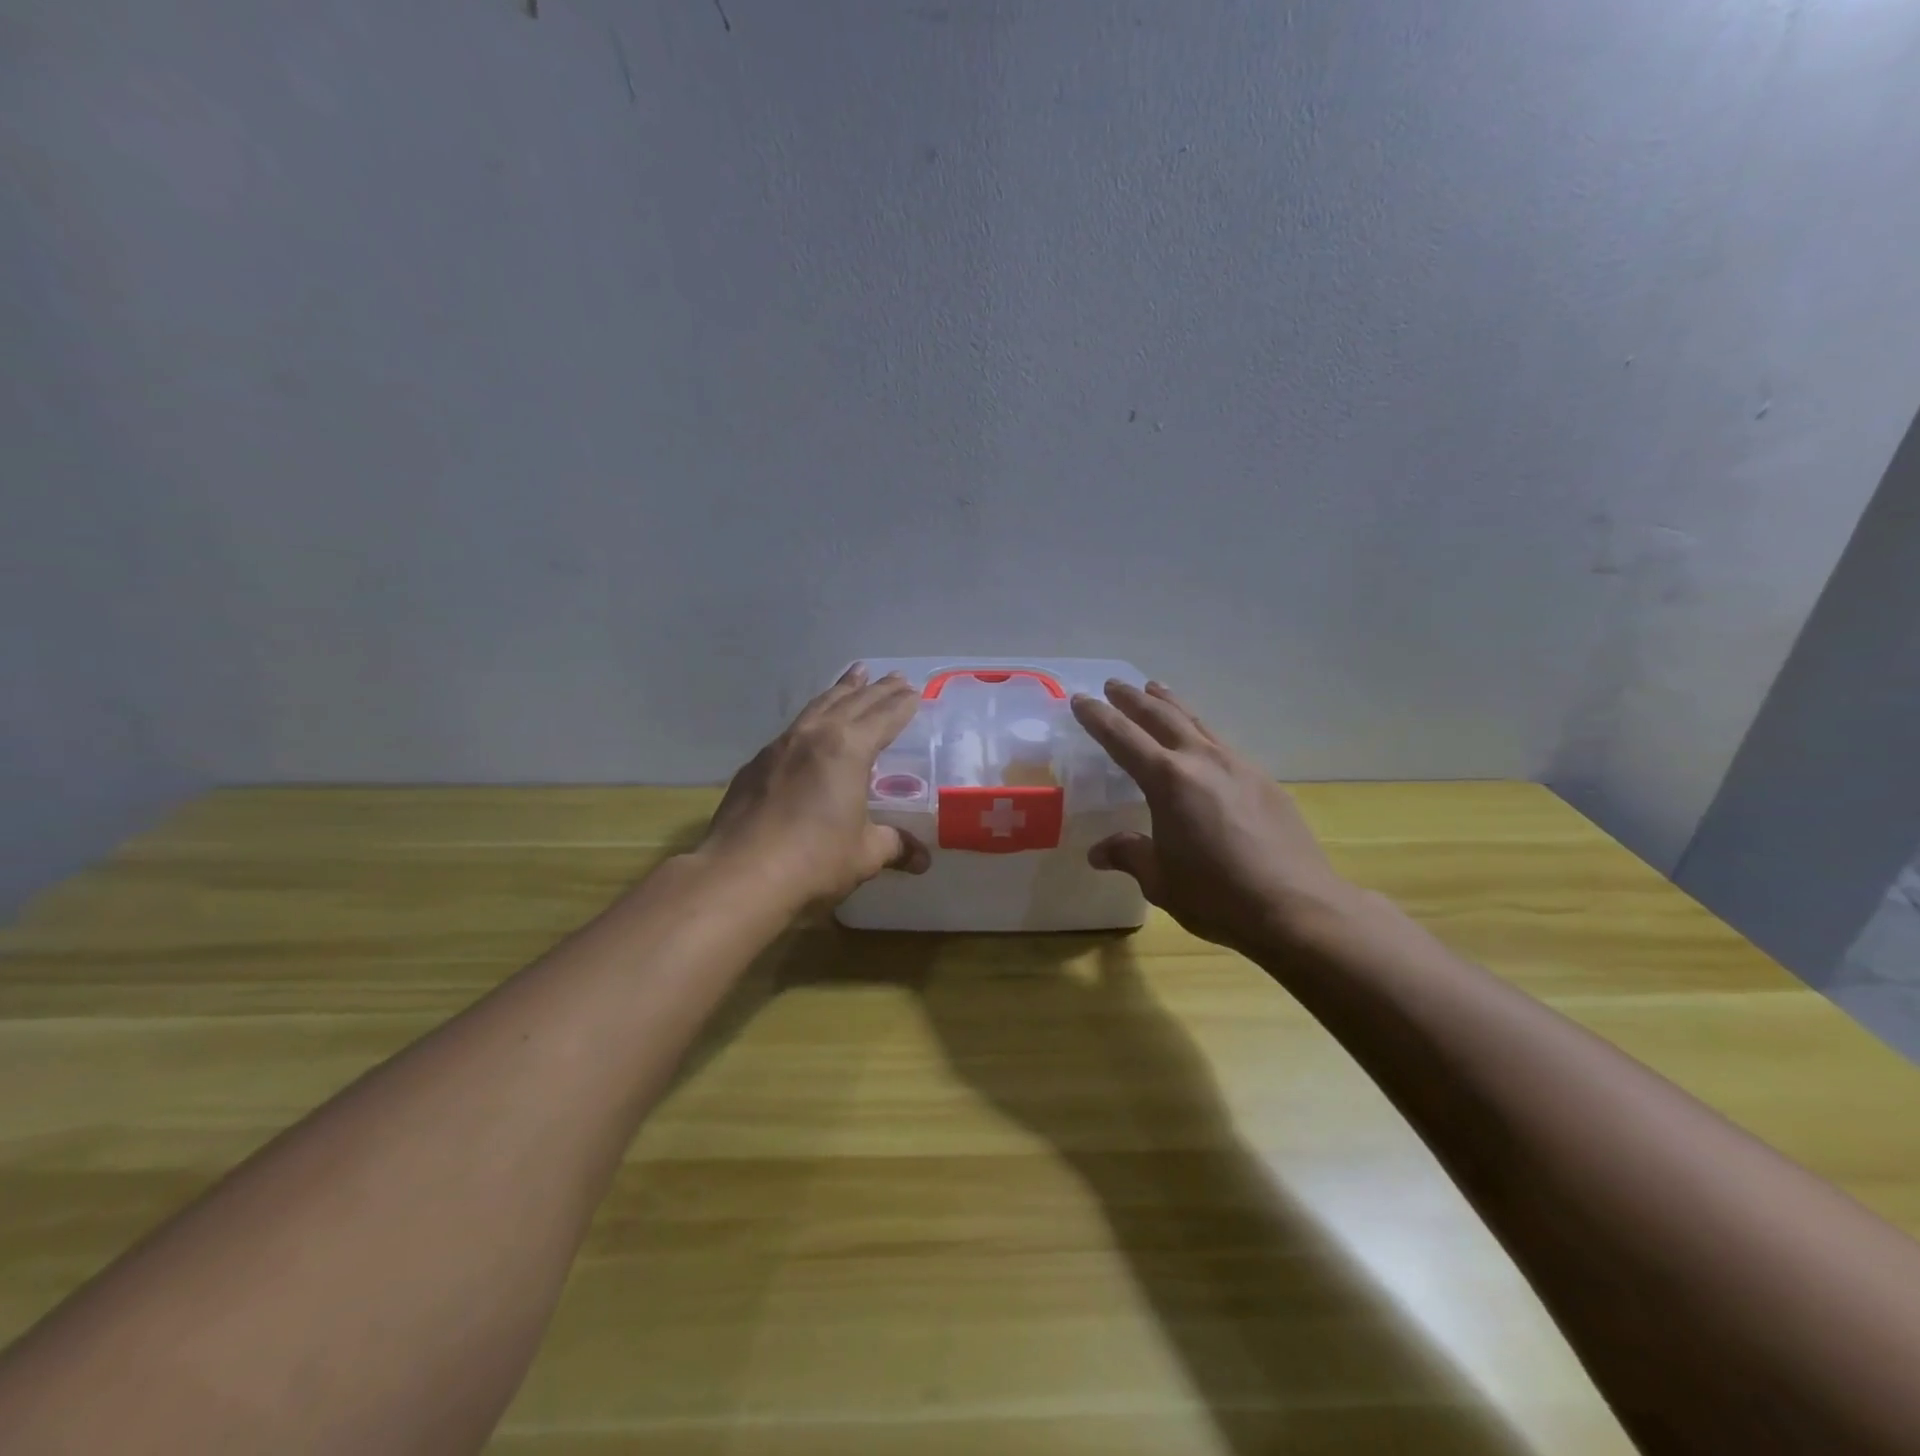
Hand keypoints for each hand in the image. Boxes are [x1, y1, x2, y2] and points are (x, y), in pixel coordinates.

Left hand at [696, 664, 930, 910]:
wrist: (739, 874)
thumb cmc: (814, 860)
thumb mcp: (864, 854)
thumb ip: (894, 846)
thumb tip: (921, 858)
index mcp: (848, 749)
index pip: (883, 718)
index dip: (901, 705)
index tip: (915, 691)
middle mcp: (815, 736)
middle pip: (852, 702)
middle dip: (877, 690)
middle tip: (895, 677)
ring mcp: (780, 746)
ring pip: (818, 706)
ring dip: (841, 690)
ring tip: (855, 674)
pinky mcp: (756, 764)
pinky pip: (793, 728)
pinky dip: (813, 716)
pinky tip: (812, 724)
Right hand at [1071, 681, 1359, 953]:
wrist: (1298, 908)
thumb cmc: (1217, 896)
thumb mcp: (1160, 880)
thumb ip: (1129, 855)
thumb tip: (1099, 852)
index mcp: (1168, 780)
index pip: (1122, 737)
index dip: (1098, 717)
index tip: (1080, 699)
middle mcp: (1202, 760)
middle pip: (1161, 716)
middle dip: (1133, 699)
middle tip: (1114, 685)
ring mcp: (1238, 766)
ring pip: (1197, 722)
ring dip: (1171, 704)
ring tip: (1156, 690)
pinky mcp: (1263, 780)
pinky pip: (1222, 743)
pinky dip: (1200, 731)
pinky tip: (1201, 742)